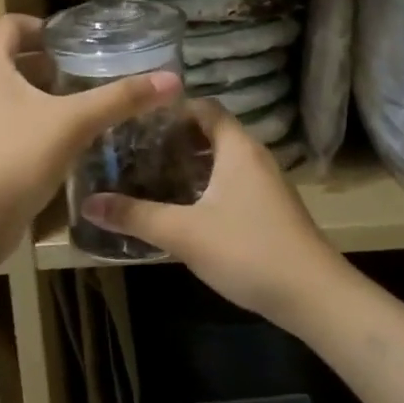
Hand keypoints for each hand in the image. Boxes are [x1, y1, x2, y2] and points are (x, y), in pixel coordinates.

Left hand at [0, 16, 179, 288]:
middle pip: (16, 57)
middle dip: (52, 58)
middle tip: (92, 64)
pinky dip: (43, 117)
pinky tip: (73, 133)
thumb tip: (171, 80)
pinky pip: (17, 119)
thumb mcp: (74, 122)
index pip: (11, 24)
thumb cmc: (17, 156)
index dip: (42, 24)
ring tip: (88, 96)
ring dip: (49, 89)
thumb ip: (120, 98)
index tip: (76, 37)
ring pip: (17, 90)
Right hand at [83, 101, 350, 335]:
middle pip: (211, 132)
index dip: (172, 109)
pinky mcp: (271, 209)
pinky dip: (207, 186)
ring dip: (190, 165)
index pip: (204, 107)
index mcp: (237, 147)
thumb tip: (89, 204)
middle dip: (175, 139)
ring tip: (151, 176)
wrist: (315, 296)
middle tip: (135, 150)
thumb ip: (136, 216)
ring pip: (222, 160)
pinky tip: (184, 209)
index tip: (137, 120)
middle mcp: (254, 156)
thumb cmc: (248, 250)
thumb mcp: (184, 233)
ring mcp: (266, 183)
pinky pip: (233, 182)